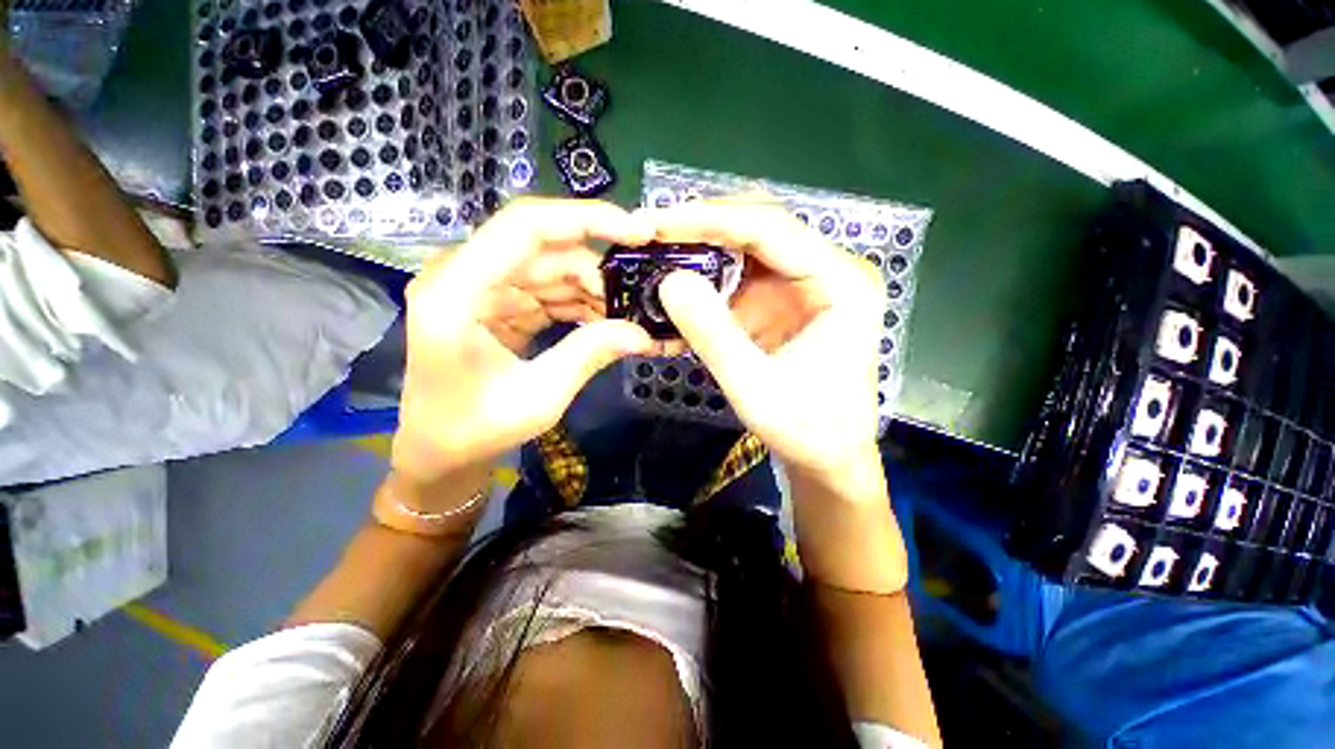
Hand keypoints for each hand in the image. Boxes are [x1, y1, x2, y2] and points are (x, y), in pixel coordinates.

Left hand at [392, 199, 655, 495]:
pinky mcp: (495, 303)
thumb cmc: (475, 430)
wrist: (440, 452)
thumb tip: (642, 333)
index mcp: (456, 291)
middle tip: (641, 296)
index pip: (526, 226)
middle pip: (545, 248)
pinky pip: (546, 290)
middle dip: (598, 269)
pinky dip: (578, 303)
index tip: (639, 232)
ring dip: (592, 289)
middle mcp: (463, 276)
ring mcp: (479, 288)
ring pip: (551, 268)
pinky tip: (604, 322)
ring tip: (627, 316)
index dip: (587, 219)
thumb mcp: (539, 397)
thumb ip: (588, 355)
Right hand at [650, 200, 886, 485]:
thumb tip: (668, 280)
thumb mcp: (754, 388)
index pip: (770, 229)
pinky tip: (678, 286)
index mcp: (841, 284)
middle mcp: (828, 270)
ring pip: (746, 248)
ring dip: (700, 251)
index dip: (709, 220)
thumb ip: (713, 334)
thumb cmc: (806, 429)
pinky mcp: (786, 300)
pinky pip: (742, 276)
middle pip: (759, 229)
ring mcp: (806, 283)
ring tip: (655, 254)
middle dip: (701, 228)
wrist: (829, 456)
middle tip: (649, 234)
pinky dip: (707, 279)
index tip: (656, 222)